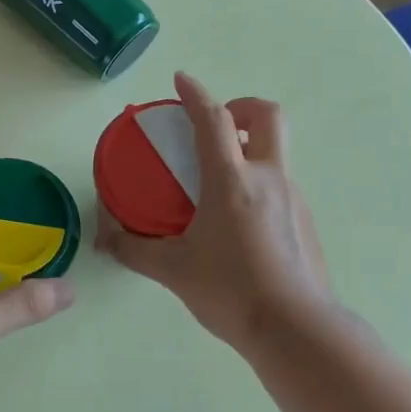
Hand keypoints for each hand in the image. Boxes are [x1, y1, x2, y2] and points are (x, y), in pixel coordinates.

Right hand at [96, 72, 332, 351]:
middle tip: (216, 126)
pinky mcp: (305, 221)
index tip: (181, 79)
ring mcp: (293, 198)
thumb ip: (135, 250)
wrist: (297, 331)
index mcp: (232, 181)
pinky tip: (240, 220)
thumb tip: (105, 240)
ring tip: (219, 180)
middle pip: (267, 115)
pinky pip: (281, 183)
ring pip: (276, 151)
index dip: (195, 93)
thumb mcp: (174, 270)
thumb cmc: (231, 292)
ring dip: (250, 147)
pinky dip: (259, 181)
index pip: (213, 120)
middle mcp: (268, 178)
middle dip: (242, 107)